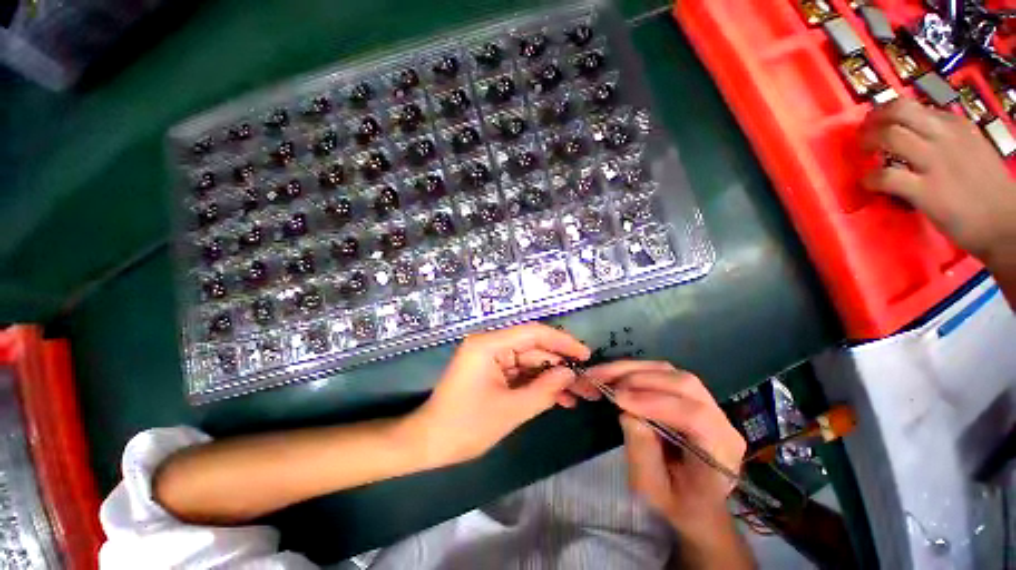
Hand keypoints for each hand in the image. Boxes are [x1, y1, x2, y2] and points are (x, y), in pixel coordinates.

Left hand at [406, 323, 590, 466]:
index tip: (585, 354)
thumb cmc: (465, 426)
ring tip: (578, 395)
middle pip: (533, 347)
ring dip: (551, 377)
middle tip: (586, 381)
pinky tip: (559, 399)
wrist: (429, 443)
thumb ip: (544, 390)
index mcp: (489, 345)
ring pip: (529, 362)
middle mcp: (490, 344)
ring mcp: (491, 358)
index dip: (562, 342)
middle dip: (560, 365)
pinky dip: (537, 384)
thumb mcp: (511, 410)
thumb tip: (570, 374)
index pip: (533, 333)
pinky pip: (520, 373)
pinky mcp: (492, 371)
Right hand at [585, 361, 745, 534]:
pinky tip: (614, 374)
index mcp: (721, 451)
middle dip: (639, 378)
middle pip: (683, 384)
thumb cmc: (675, 504)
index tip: (618, 399)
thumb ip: (642, 451)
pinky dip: (634, 370)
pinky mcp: (689, 395)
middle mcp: (720, 420)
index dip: (655, 402)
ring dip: (632, 370)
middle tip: (604, 381)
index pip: (695, 416)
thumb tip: (626, 412)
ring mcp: (706, 403)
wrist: (693, 503)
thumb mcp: (653, 489)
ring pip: (670, 373)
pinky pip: (661, 373)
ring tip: (602, 373)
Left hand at [860, 98, 1015, 263]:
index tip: (875, 123)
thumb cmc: (988, 188)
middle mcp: (945, 136)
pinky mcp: (926, 190)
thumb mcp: (970, 149)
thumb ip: (944, 139)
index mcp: (956, 125)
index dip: (886, 113)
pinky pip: (887, 176)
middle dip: (873, 120)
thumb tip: (914, 135)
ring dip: (868, 143)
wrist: (1006, 223)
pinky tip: (869, 184)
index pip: (913, 106)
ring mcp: (935, 162)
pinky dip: (870, 179)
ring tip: (864, 155)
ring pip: (890, 136)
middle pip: (899, 111)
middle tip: (864, 134)